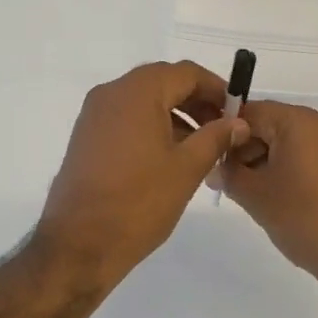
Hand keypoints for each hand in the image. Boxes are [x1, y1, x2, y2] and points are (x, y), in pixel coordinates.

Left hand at [36, 62, 247, 289]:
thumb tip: (237, 122)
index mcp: (136, 92)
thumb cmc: (139, 202)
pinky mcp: (86, 138)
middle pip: (163, 83)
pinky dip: (152, 128)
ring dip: (176, 116)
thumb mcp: (187, 168)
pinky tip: (171, 157)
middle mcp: (111, 94)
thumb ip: (216, 137)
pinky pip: (126, 120)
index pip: (186, 73)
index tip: (237, 112)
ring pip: (144, 102)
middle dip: (196, 102)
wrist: (79, 243)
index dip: (216, 88)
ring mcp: (94, 115)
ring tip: (202, 148)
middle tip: (223, 130)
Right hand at [221, 101, 317, 301]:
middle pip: (270, 124)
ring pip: (288, 141)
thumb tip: (215, 167)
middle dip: (245, 150)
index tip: (209, 159)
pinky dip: (288, 168)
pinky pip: (308, 154)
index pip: (248, 112)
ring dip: (265, 161)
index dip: (224, 133)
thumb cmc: (306, 219)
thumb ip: (228, 174)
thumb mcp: (256, 197)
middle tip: (227, 182)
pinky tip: (279, 197)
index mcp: (299, 121)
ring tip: (253, 194)